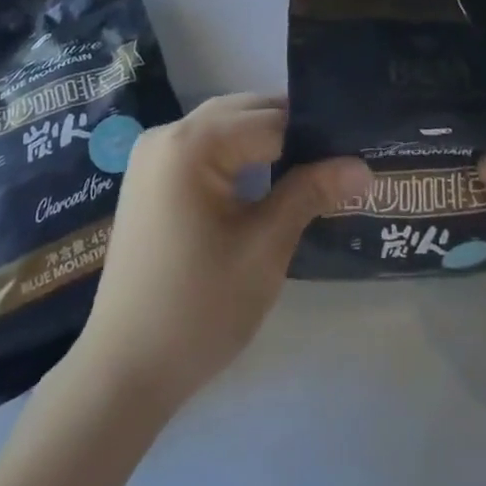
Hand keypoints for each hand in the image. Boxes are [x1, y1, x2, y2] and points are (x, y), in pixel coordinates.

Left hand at [74, 94, 370, 413]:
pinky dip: (236, 152)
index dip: (316, 136)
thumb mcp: (264, 249)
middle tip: (338, 159)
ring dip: (264, 139)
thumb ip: (310, 193)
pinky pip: (203, 145)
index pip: (272, 120)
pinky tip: (265, 177)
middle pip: (245, 112)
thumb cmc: (198, 310)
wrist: (121, 373)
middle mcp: (169, 132)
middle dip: (292, 131)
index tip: (354, 152)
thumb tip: (363, 166)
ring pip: (224, 125)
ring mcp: (153, 153)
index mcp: (193, 142)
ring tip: (310, 167)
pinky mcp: (149, 175)